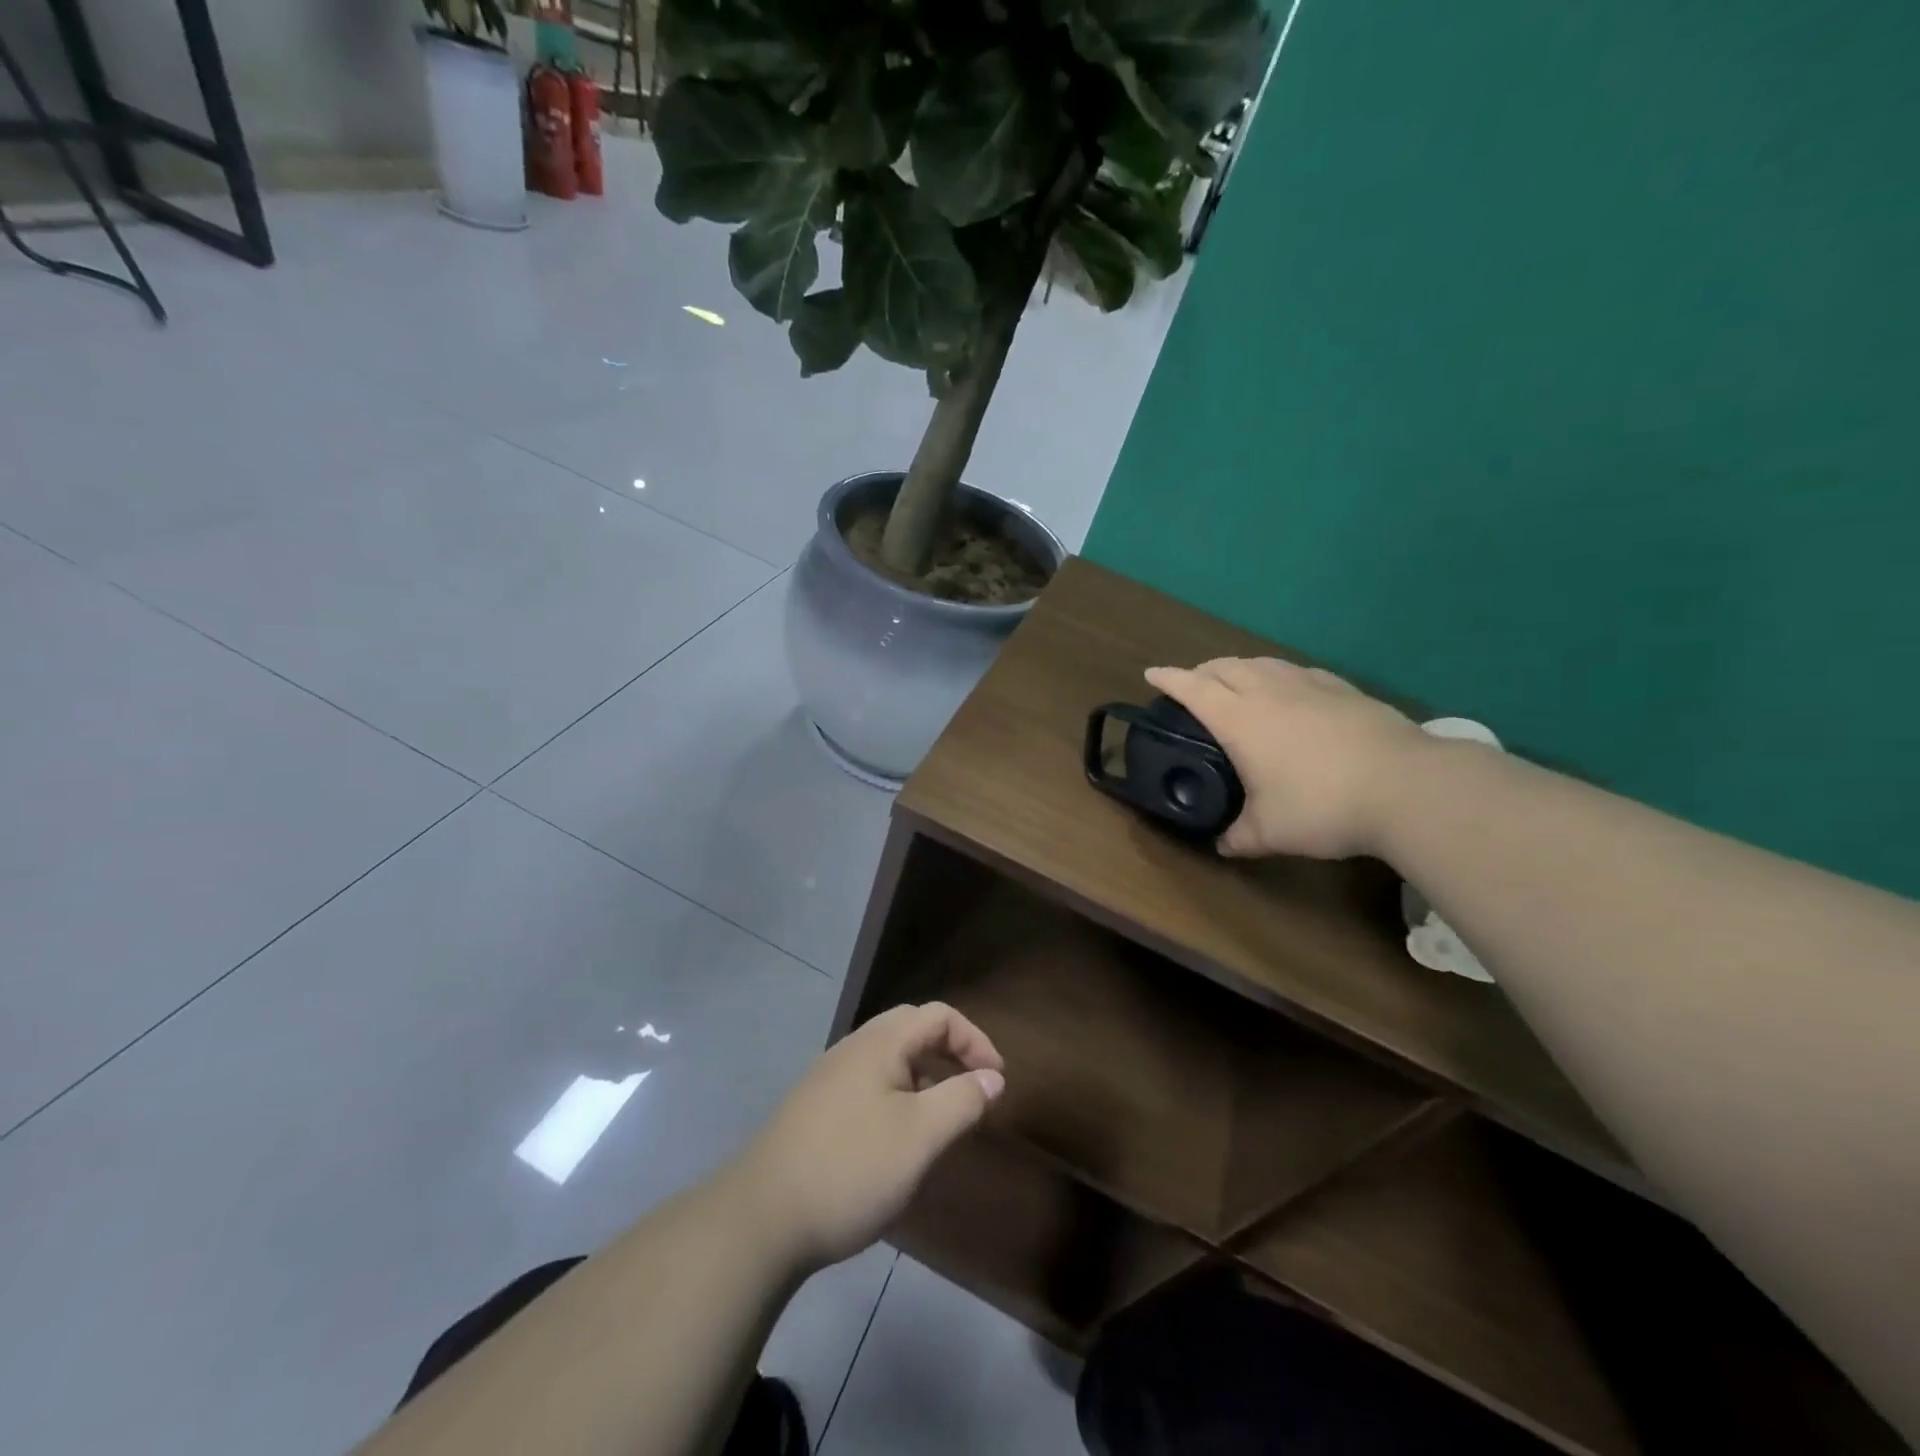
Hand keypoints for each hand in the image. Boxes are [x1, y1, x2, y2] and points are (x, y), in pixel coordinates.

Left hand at [731, 1003, 1004, 1271]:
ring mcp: (829, 1078)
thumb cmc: (850, 1169)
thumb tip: (993, 1077)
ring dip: (924, 1077)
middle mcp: (853, 1048)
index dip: (975, 1040)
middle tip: (972, 1091)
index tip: (997, 1081)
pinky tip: (897, 1141)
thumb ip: (962, 1100)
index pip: (939, 1015)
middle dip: (950, 1053)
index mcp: (880, 1043)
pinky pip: (869, 1085)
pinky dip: (898, 1097)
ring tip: (940, 1120)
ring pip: (889, 1059)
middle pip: (912, 1029)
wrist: (760, 1219)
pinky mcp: (815, 1109)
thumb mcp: (919, 1137)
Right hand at [1146, 657, 1426, 859]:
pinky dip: (1277, 674)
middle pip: (1224, 666)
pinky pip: (1296, 671)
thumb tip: (1222, 846)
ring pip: (1261, 662)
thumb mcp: (1270, 833)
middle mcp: (1268, 692)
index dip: (1168, 679)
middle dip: (1200, 671)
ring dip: (1238, 668)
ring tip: (1235, 683)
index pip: (1192, 688)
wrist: (1406, 786)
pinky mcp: (1343, 688)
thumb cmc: (1322, 806)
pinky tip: (1288, 689)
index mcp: (1239, 719)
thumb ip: (1239, 837)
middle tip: (1192, 685)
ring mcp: (1309, 685)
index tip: (1151, 674)